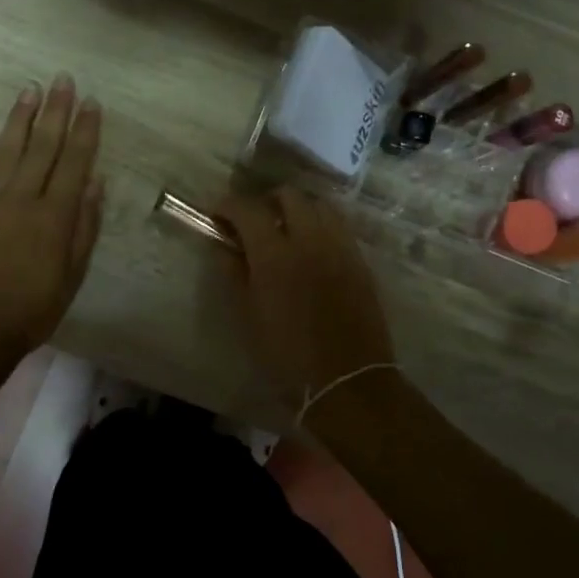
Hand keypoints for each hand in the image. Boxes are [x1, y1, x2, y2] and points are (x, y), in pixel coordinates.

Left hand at [0, 74, 103, 364]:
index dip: (85, 130)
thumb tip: (95, 182)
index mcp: (54, 215)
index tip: (91, 103)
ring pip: (8, 150)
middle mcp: (22, 198)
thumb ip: (84, 226)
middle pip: (43, 146)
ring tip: (30, 89)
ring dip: (20, 118)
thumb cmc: (34, 308)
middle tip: (62, 80)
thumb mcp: (73, 274)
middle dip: (55, 111)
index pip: (75, 162)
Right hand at [218, 187, 395, 402]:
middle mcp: (310, 240)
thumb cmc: (287, 356)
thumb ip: (235, 274)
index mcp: (275, 255)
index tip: (218, 214)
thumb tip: (224, 246)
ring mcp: (340, 247)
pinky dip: (321, 226)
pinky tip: (312, 249)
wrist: (348, 382)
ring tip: (286, 230)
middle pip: (289, 195)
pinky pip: (339, 227)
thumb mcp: (249, 317)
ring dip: (298, 209)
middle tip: (254, 221)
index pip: (248, 209)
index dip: (228, 205)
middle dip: (266, 201)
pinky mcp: (360, 261)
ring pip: (320, 205)